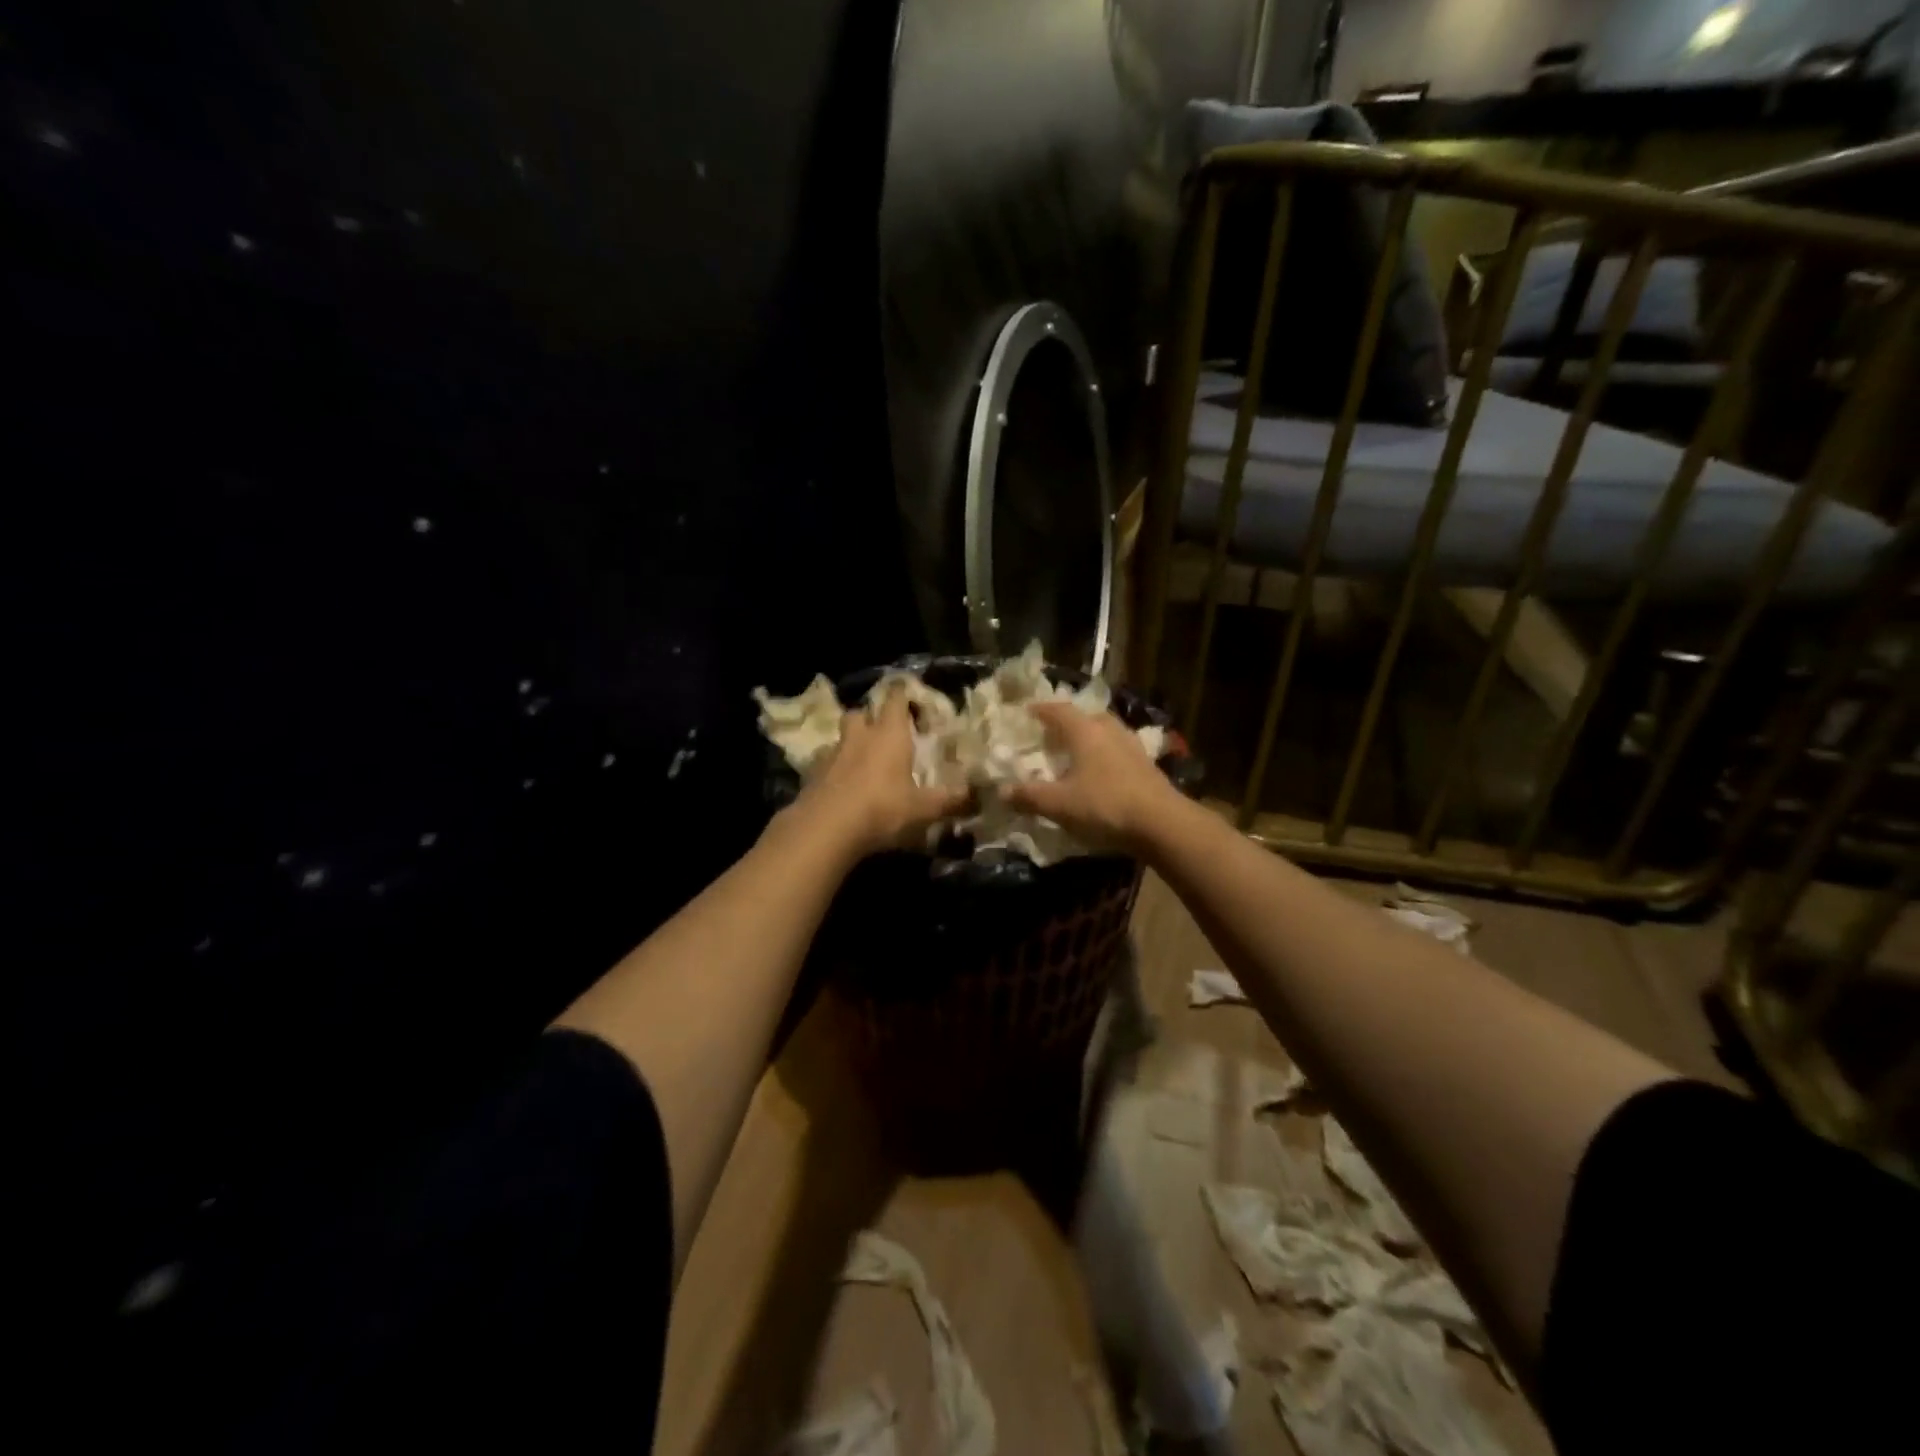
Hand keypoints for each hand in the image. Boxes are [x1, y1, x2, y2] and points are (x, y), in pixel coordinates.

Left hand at [797, 689, 971, 857]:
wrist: (826, 828)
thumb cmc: (882, 809)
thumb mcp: (923, 810)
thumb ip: (949, 801)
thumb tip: (975, 796)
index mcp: (890, 735)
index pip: (895, 700)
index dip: (902, 695)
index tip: (909, 696)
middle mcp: (860, 736)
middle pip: (860, 713)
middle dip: (870, 718)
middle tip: (882, 733)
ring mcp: (832, 754)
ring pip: (841, 737)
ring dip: (851, 744)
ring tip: (862, 762)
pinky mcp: (812, 775)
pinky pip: (825, 764)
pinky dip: (834, 770)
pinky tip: (842, 787)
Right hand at [1003, 702, 1183, 854]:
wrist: (1162, 824)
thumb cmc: (1105, 806)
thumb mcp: (1059, 804)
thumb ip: (1029, 796)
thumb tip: (1001, 790)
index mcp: (1085, 732)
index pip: (1059, 710)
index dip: (1041, 710)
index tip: (1027, 712)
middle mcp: (1110, 731)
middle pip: (1087, 717)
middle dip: (1068, 723)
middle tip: (1052, 734)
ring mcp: (1132, 747)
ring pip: (1106, 733)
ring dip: (1090, 738)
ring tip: (1076, 753)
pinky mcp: (1148, 766)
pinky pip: (1119, 751)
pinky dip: (1105, 756)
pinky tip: (1101, 774)